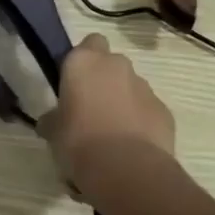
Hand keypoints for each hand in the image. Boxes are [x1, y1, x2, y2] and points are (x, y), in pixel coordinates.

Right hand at [40, 34, 174, 198]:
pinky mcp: (164, 110)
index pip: (88, 43)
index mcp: (84, 61)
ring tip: (113, 136)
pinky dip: (141, 123)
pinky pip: (148, 110)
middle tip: (92, 109)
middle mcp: (116, 65)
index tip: (76, 84)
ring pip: (131, 86)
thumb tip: (50, 122)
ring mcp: (144, 86)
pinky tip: (132, 149)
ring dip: (123, 102)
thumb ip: (53, 119)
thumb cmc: (80, 143)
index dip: (83, 61)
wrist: (127, 171)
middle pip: (111, 64)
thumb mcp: (53, 133)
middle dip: (104, 80)